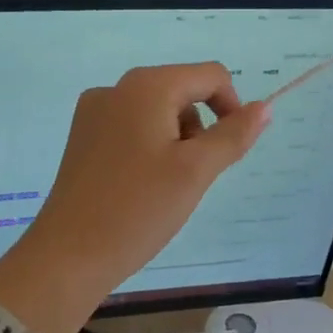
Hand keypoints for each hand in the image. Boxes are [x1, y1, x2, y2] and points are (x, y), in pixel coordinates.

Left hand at [0, 64, 270, 332]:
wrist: (67, 257)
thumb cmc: (138, 209)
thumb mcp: (196, 171)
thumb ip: (234, 134)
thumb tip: (265, 107)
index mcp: (147, 86)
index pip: (211, 75)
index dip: (232, 107)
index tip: (228, 152)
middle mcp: (117, 88)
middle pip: (183, 90)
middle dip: (201, 128)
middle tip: (194, 176)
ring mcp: (95, 111)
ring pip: (158, 111)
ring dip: (177, 139)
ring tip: (167, 186)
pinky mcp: (83, 137)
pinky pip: (132, 127)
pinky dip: (151, 147)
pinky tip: (142, 186)